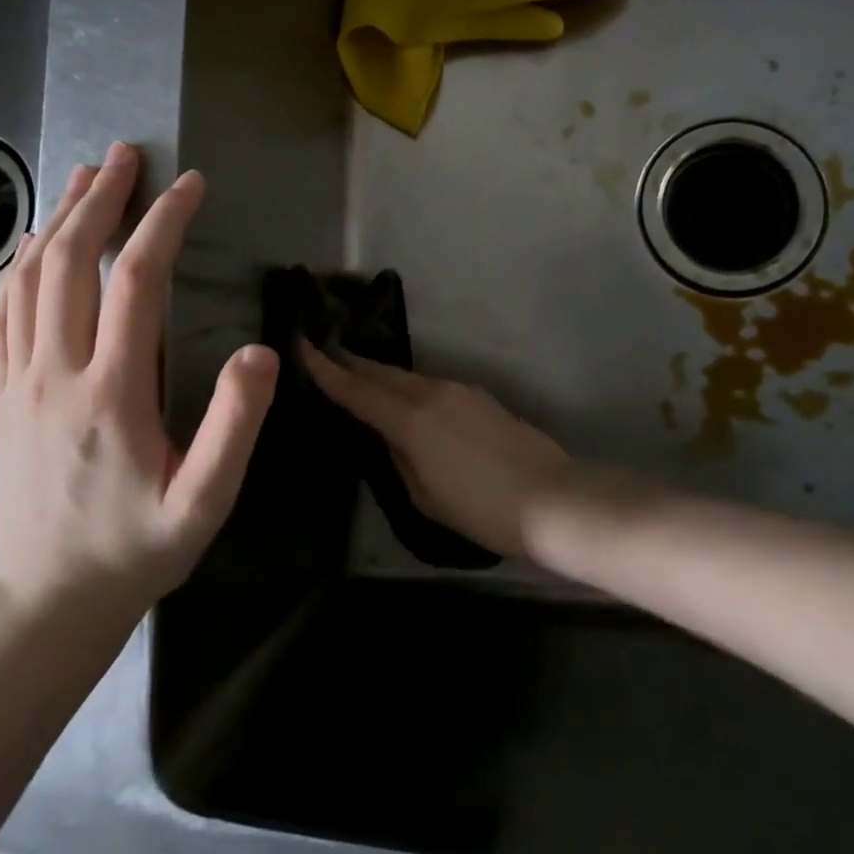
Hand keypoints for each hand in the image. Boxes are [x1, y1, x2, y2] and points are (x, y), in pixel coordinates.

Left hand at [0, 143, 278, 614]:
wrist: (48, 603)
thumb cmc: (136, 550)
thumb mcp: (205, 502)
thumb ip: (235, 426)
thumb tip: (259, 353)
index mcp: (112, 393)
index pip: (137, 283)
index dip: (164, 224)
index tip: (189, 184)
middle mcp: (57, 373)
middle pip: (71, 263)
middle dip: (101, 200)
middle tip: (127, 154)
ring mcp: (20, 382)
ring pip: (31, 279)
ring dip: (59, 219)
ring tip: (85, 177)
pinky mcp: (2, 395)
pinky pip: (3, 314)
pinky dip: (19, 266)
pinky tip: (34, 243)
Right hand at [300, 345, 597, 560]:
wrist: (552, 499)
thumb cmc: (481, 509)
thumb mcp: (424, 496)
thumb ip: (399, 458)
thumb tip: (390, 435)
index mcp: (410, 419)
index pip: (356, 390)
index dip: (325, 369)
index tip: (301, 344)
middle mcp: (431, 393)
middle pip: (382, 373)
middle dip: (352, 363)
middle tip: (325, 352)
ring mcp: (459, 390)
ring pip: (408, 378)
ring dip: (382, 376)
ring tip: (361, 376)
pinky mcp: (480, 397)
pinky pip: (432, 387)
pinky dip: (410, 389)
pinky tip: (408, 401)